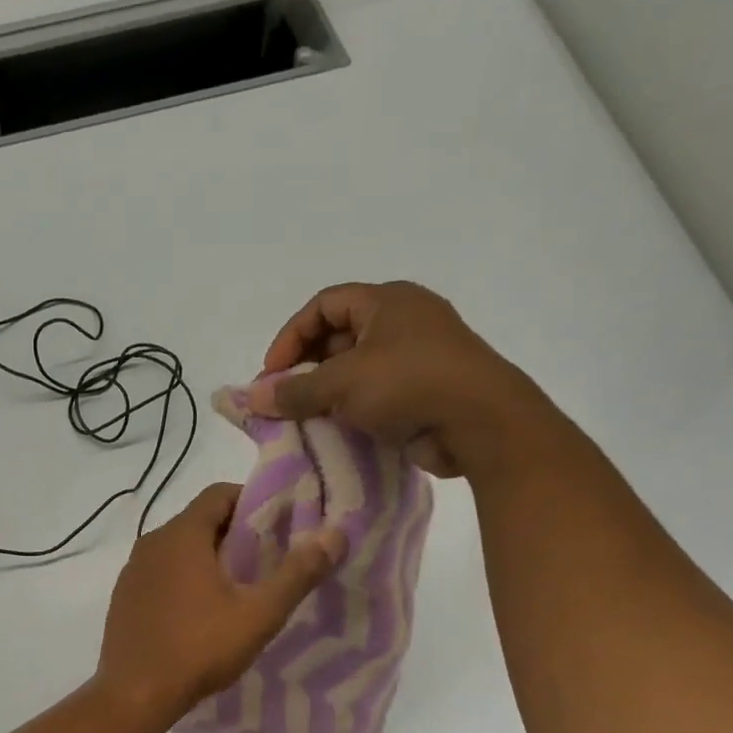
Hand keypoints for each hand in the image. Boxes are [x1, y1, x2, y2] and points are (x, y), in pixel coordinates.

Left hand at [96, 484, 343, 724]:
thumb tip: (335, 534)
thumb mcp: (258, 614)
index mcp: (181, 535)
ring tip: (237, 588)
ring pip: (178, 549)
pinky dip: (183, 578)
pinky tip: (200, 612)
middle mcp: (151, 542)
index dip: (251, 501)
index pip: (219, 493)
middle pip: (199, 520)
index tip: (279, 525)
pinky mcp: (123, 597)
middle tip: (266, 560)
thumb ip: (297, 573)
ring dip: (208, 558)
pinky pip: (160, 573)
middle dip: (234, 533)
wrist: (134, 695)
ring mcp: (132, 571)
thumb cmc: (198, 648)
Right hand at [252, 281, 550, 478]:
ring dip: (326, 392)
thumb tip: (252, 397)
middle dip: (305, 367)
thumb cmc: (408, 383)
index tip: (271, 374)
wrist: (479, 422)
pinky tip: (335, 431)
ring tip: (304, 418)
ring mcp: (417, 357)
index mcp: (386, 301)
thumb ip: (294, 390)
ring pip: (356, 368)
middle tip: (283, 399)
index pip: (323, 305)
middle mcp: (402, 321)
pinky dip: (351, 409)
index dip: (291, 336)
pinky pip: (376, 394)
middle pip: (338, 336)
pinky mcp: (424, 391)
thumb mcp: (342, 383)